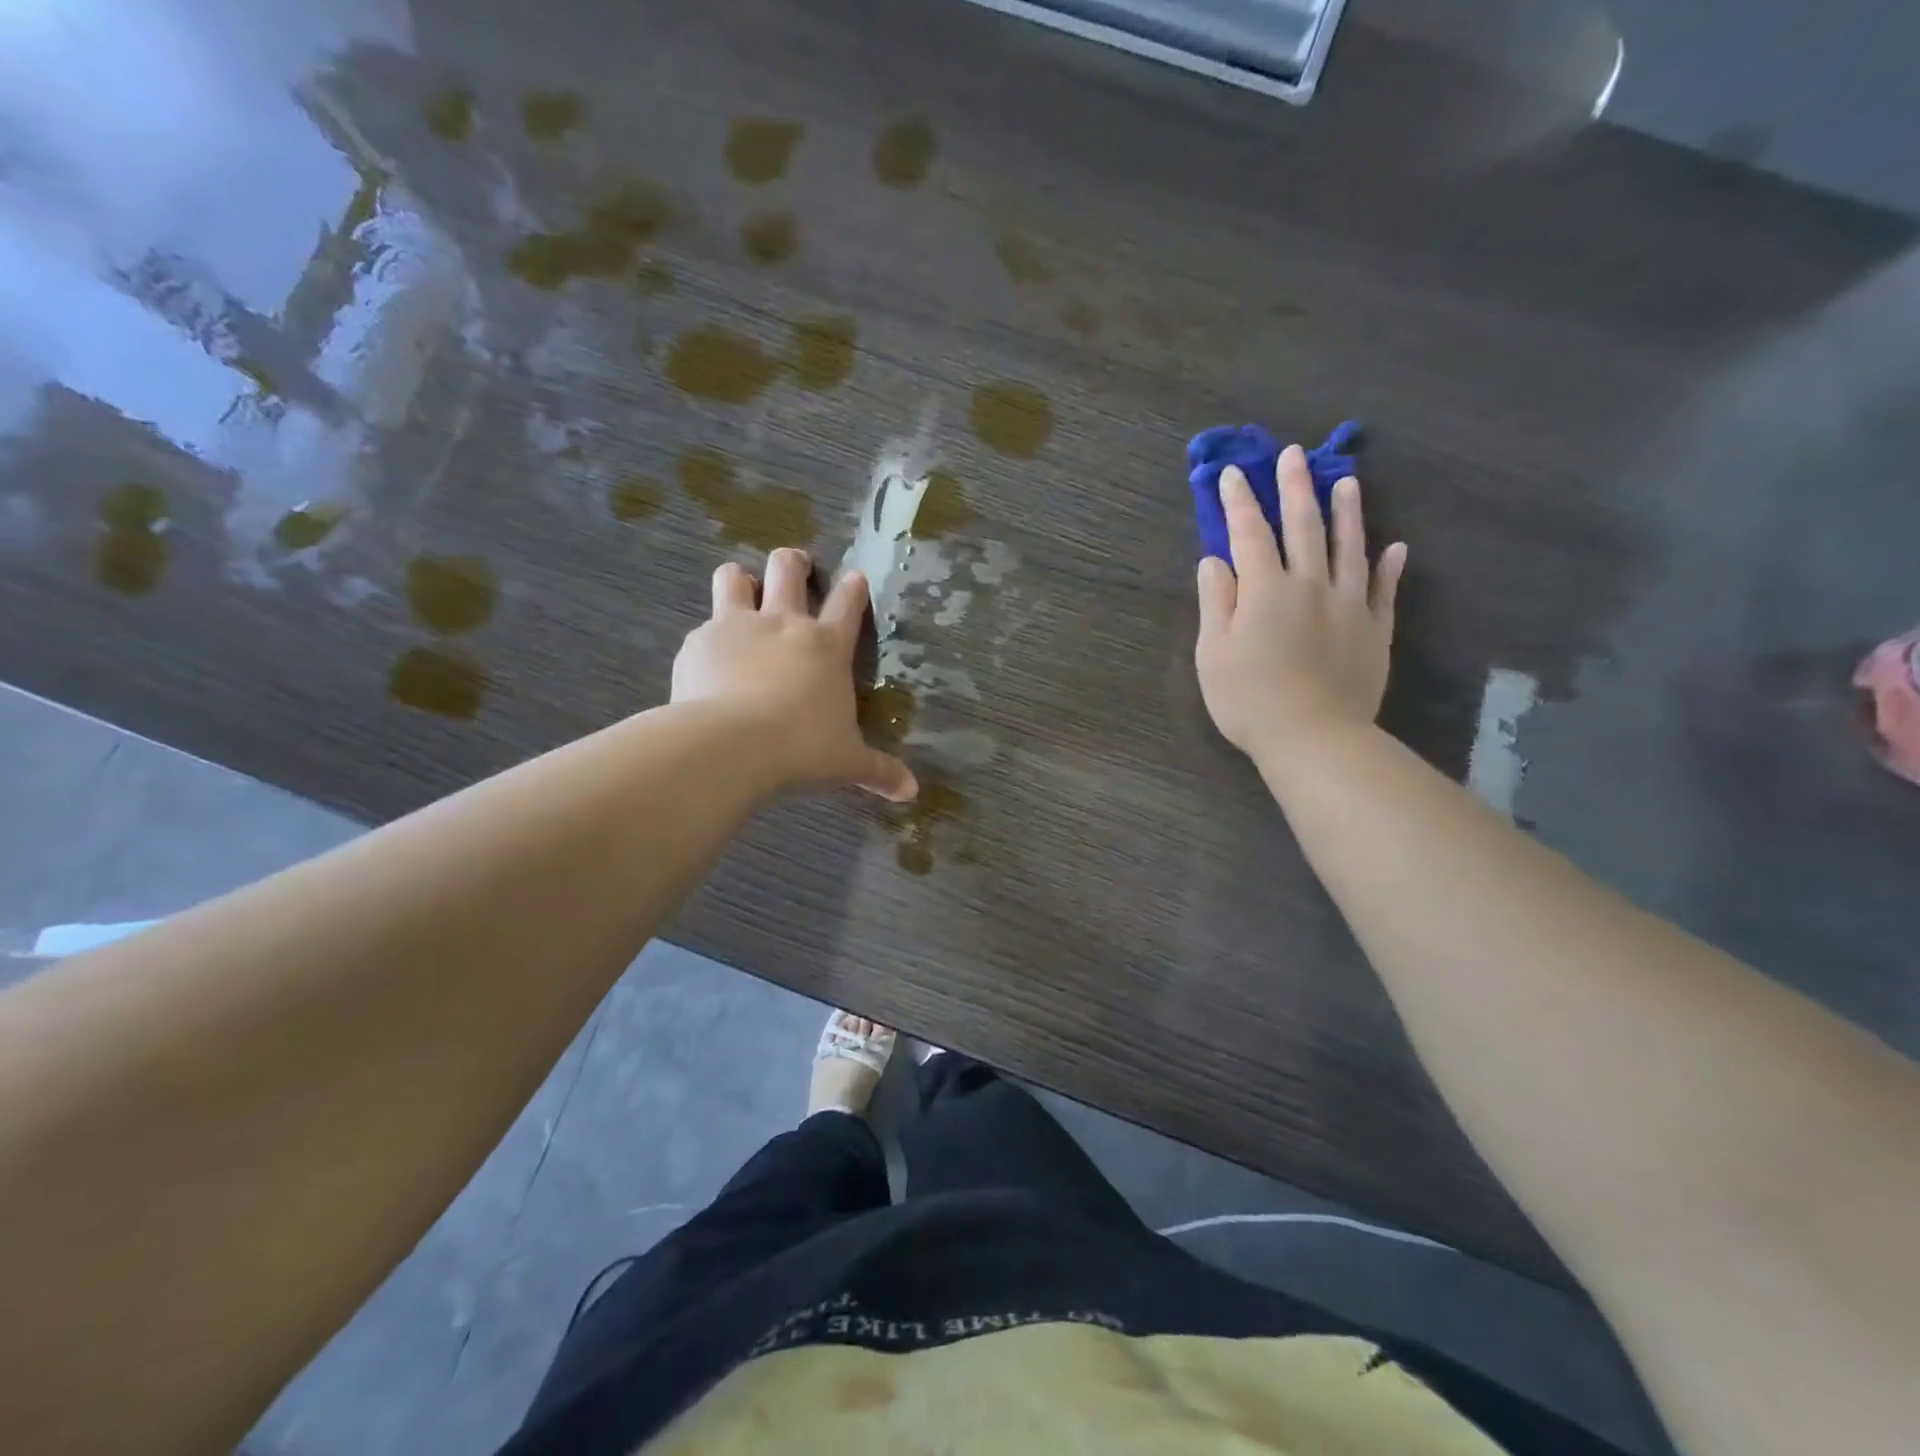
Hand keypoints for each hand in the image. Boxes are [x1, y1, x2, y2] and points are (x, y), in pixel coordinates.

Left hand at [672, 549, 917, 802]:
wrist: (732, 744)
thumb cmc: (802, 748)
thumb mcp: (847, 762)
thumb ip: (879, 771)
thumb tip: (912, 793)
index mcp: (826, 646)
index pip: (847, 604)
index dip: (854, 587)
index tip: (855, 577)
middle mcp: (783, 624)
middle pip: (787, 569)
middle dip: (793, 563)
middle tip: (795, 568)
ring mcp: (737, 627)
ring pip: (734, 578)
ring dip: (740, 580)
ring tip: (741, 589)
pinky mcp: (699, 643)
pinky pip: (703, 627)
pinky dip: (708, 638)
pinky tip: (707, 660)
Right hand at [1195, 446, 1407, 756]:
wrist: (1313, 737)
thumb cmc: (1249, 698)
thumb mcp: (1214, 652)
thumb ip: (1216, 601)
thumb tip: (1215, 560)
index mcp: (1266, 589)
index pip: (1250, 533)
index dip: (1240, 502)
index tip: (1232, 473)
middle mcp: (1311, 585)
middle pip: (1304, 527)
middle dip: (1296, 488)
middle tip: (1294, 455)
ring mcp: (1349, 605)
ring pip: (1350, 547)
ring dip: (1348, 512)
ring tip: (1347, 482)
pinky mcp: (1375, 630)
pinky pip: (1384, 590)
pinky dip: (1389, 567)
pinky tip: (1395, 548)